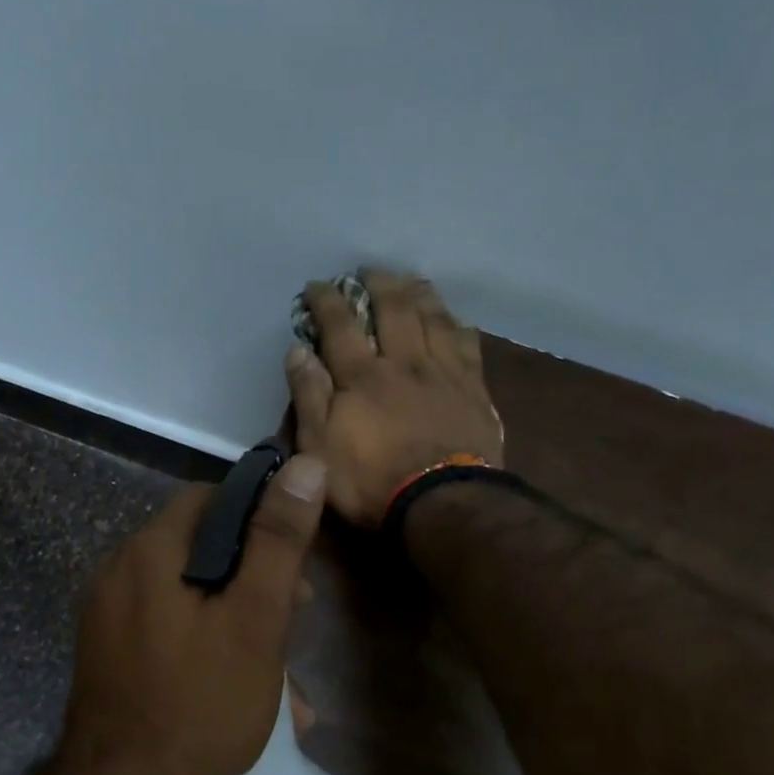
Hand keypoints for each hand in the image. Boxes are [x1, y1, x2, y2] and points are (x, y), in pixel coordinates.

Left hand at [59, 453, 327, 774]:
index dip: (259, 518)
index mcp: (149, 553)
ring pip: (189, 599)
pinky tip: (243, 694)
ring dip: (238, 624)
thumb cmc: (200, 703)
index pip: (210, 500)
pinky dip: (207, 647)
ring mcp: (108, 618)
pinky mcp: (108, 656)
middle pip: (200, 551)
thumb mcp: (255, 619)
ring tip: (282, 678)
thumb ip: (278, 541)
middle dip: (254, 581)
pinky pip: (167, 633)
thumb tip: (304, 465)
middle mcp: (118, 574)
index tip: (294, 561)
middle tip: (295, 618)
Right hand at [285, 269, 503, 526]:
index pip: (340, 326)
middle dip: (379, 284)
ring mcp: (444, 373)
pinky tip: (456, 321)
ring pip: (434, 318)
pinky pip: (468, 345)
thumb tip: (298, 351)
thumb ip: (309, 397)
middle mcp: (405, 363)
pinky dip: (457, 326)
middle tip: (369, 271)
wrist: (442, 503)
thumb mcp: (320, 447)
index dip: (327, 301)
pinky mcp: (474, 391)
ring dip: (420, 294)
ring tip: (411, 281)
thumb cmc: (371, 482)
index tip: (317, 285)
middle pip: (394, 309)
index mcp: (363, 376)